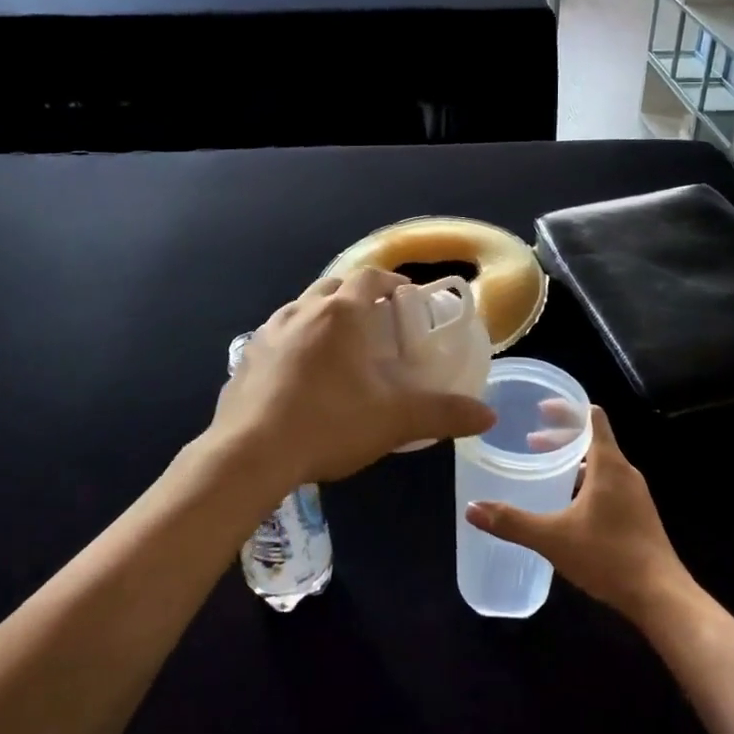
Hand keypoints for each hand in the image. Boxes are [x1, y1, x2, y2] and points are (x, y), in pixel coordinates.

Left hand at [209, 269, 495, 493]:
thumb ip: (443, 414)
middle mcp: (301, 311)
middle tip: (376, 323)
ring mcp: (267, 333)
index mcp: (339, 313)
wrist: (248, 455)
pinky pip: (278, 337)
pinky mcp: (245, 359)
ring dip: (323, 317)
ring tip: (339, 349)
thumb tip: (488, 416)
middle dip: (356, 296)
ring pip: (301, 309)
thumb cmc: (329, 424)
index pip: (369, 277)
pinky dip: (295, 343)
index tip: (405, 298)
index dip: (390, 282)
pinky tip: (301, 376)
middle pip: (333, 286)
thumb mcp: (394, 420)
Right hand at [465, 406, 690, 623]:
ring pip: (601, 465)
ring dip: (574, 462)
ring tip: (547, 471)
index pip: (591, 417)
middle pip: (593, 440)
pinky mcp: (639, 516)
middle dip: (562, 437)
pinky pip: (609, 485)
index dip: (567, 409)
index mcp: (609, 465)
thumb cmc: (608, 556)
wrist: (661, 596)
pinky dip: (587, 482)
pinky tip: (569, 506)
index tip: (541, 409)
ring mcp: (636, 495)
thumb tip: (472, 508)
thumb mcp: (553, 538)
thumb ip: (512, 522)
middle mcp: (625, 472)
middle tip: (531, 442)